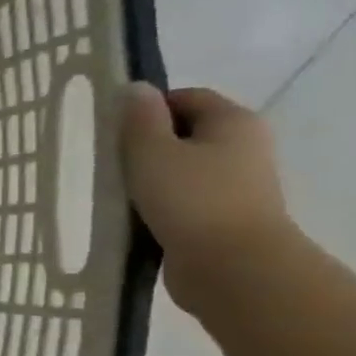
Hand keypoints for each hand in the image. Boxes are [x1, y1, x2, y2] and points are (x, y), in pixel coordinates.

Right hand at [121, 83, 293, 314]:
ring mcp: (239, 184)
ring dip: (152, 177)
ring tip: (118, 192)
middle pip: (186, 132)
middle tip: (111, 162)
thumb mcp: (152, 152)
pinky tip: (136, 216)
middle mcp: (245, 146)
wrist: (233, 267)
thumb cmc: (191, 200)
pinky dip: (161, 203)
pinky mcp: (226, 217)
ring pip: (184, 168)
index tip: (114, 132)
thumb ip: (140, 119)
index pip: (185, 97)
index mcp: (233, 121)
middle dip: (147, 144)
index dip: (147, 108)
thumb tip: (136, 89)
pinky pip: (186, 198)